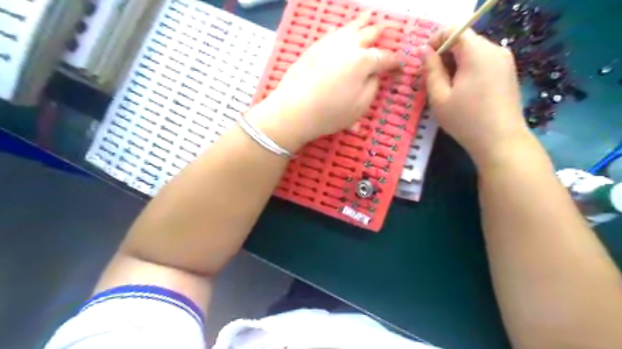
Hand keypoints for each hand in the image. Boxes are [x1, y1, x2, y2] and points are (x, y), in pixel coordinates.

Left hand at [250, 12, 400, 150]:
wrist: (294, 111)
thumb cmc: (330, 113)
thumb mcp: (360, 106)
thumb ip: (373, 87)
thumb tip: (374, 74)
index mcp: (363, 61)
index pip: (385, 58)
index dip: (395, 61)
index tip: (400, 64)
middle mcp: (348, 46)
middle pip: (369, 34)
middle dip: (382, 32)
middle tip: (390, 29)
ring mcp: (329, 44)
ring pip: (350, 28)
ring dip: (362, 22)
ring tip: (369, 17)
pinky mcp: (314, 48)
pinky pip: (331, 33)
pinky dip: (341, 30)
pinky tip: (341, 30)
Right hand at [428, 27, 528, 166]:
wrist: (500, 141)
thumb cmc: (465, 120)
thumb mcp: (439, 96)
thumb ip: (431, 70)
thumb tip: (425, 51)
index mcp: (477, 52)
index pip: (454, 30)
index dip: (435, 40)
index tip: (425, 61)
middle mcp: (495, 49)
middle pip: (464, 41)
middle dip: (445, 55)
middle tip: (432, 79)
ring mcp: (505, 61)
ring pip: (473, 52)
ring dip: (455, 64)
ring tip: (446, 88)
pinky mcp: (508, 72)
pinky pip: (483, 62)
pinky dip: (468, 69)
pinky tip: (463, 92)